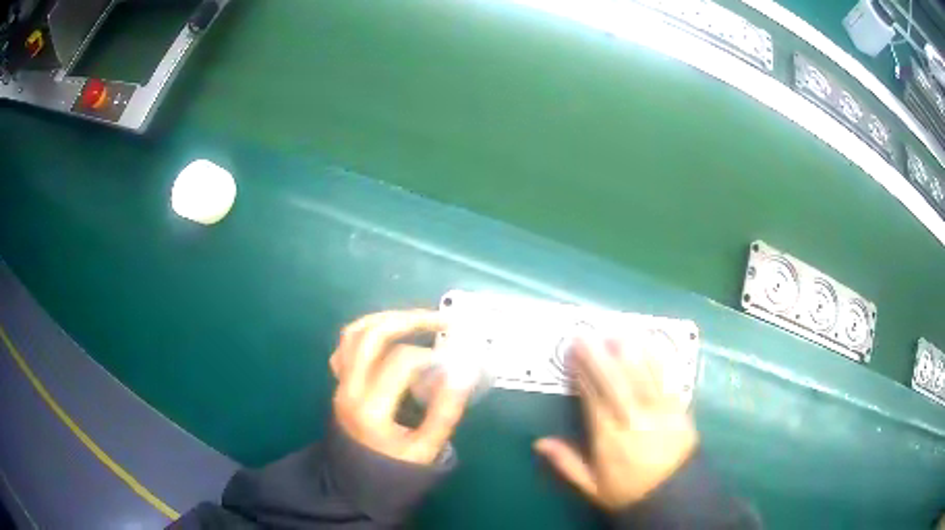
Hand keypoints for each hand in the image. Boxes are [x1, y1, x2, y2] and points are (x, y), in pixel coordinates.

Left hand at [330, 310, 473, 465]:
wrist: (354, 485)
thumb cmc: (393, 471)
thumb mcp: (426, 450)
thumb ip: (444, 411)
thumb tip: (462, 372)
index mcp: (371, 408)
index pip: (400, 361)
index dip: (431, 356)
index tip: (452, 365)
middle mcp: (349, 388)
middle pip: (372, 335)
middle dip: (409, 319)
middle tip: (441, 320)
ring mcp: (339, 383)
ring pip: (354, 333)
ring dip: (386, 319)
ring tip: (417, 319)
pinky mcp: (339, 383)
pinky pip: (345, 346)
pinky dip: (367, 333)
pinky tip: (389, 337)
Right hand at [534, 335, 697, 509]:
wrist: (673, 496)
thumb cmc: (628, 491)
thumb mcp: (591, 486)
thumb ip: (566, 463)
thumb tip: (539, 442)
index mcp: (609, 439)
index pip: (593, 399)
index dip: (583, 375)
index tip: (572, 354)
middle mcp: (633, 420)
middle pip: (616, 382)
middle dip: (600, 356)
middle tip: (587, 334)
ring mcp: (659, 412)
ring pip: (641, 376)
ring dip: (628, 352)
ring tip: (615, 332)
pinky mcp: (678, 408)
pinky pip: (665, 379)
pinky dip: (656, 360)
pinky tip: (649, 345)